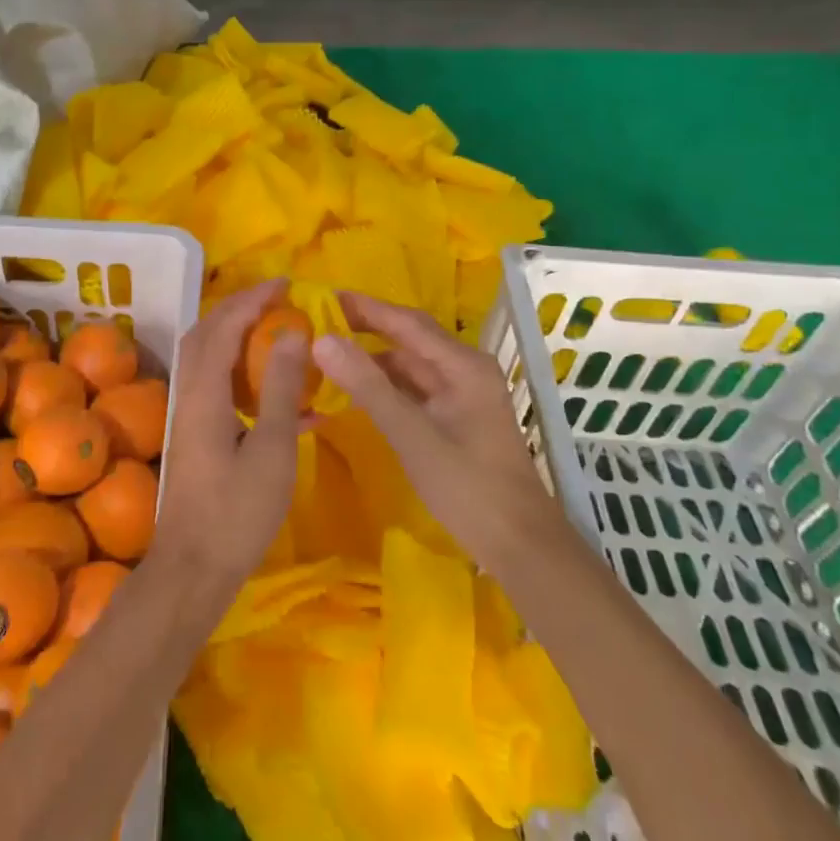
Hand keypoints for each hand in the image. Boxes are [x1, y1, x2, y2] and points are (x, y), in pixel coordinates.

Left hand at [153, 280, 308, 586]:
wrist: (193, 570)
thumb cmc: (237, 512)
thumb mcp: (271, 449)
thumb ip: (280, 388)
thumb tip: (291, 333)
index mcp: (203, 391)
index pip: (224, 325)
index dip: (252, 299)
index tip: (285, 284)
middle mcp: (188, 394)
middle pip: (206, 334)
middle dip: (240, 310)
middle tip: (278, 302)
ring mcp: (188, 416)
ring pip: (209, 360)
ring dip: (239, 339)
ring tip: (279, 336)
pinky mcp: (195, 437)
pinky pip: (217, 388)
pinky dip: (243, 377)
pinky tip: (283, 400)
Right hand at [312, 292, 563, 572]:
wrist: (519, 544)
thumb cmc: (467, 486)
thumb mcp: (411, 434)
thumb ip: (367, 386)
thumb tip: (322, 340)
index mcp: (462, 365)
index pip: (406, 322)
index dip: (365, 307)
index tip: (324, 296)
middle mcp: (465, 370)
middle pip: (410, 338)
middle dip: (367, 328)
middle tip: (320, 322)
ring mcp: (463, 394)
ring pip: (411, 364)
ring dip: (374, 358)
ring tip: (330, 354)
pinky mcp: (457, 417)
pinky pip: (415, 388)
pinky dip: (386, 384)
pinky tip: (358, 390)